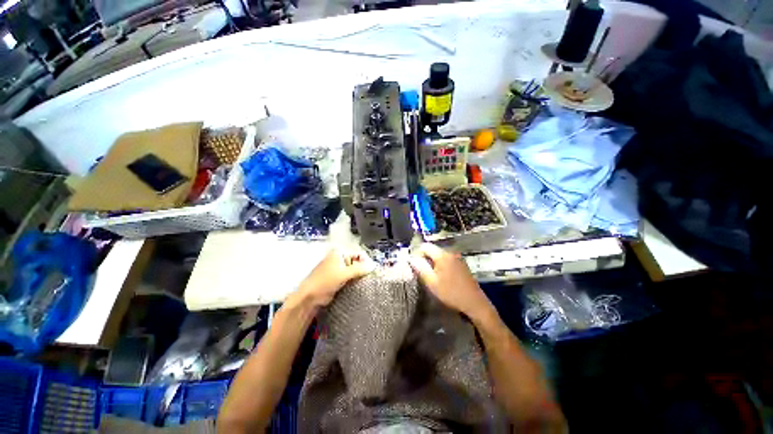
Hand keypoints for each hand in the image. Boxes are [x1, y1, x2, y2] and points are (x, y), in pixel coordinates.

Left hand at [296, 248, 375, 307]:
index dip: (366, 261)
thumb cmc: (325, 282)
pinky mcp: (337, 279)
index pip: (358, 254)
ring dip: (359, 276)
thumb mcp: (344, 274)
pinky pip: (350, 278)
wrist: (309, 298)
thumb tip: (373, 266)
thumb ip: (359, 269)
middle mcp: (339, 258)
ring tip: (367, 282)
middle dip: (363, 269)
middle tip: (370, 277)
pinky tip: (359, 286)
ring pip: (354, 271)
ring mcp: (338, 269)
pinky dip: (354, 281)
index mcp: (339, 253)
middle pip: (357, 262)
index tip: (372, 271)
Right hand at [409, 243, 492, 318]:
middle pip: (433, 250)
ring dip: (433, 262)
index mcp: (442, 255)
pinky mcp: (461, 264)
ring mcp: (457, 258)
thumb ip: (420, 268)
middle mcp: (450, 252)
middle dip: (425, 258)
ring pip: (439, 255)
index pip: (425, 246)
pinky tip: (442, 277)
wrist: (474, 303)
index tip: (415, 265)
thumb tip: (412, 258)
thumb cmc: (451, 293)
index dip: (417, 253)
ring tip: (431, 276)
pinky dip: (441, 265)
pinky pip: (447, 260)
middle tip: (421, 272)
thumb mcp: (432, 282)